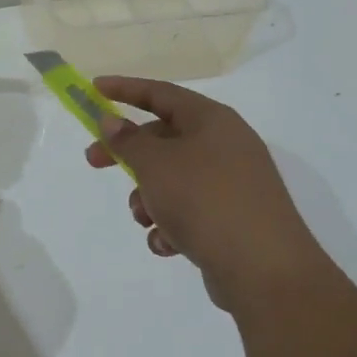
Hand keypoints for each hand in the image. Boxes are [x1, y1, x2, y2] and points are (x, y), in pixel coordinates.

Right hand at [85, 76, 327, 309]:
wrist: (263, 267)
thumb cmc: (204, 200)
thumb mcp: (156, 164)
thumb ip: (128, 140)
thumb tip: (112, 121)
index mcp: (211, 120)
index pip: (161, 93)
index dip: (125, 89)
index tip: (93, 89)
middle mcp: (224, 145)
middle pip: (163, 139)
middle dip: (128, 155)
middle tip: (94, 161)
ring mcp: (231, 183)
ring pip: (171, 180)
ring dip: (149, 199)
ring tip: (147, 219)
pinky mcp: (231, 218)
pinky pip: (188, 212)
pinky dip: (171, 225)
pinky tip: (169, 243)